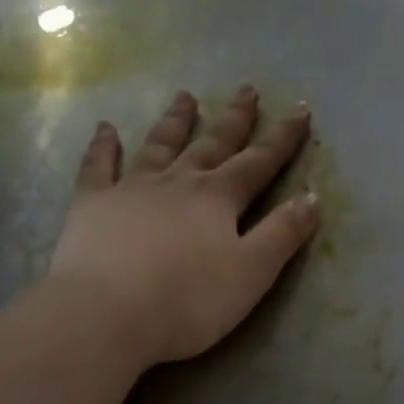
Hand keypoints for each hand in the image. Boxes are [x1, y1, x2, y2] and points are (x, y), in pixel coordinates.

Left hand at [49, 87, 319, 367]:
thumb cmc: (188, 301)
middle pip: (211, 144)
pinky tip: (105, 129)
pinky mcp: (92, 205)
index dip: (282, 138)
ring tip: (185, 96)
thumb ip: (283, 234)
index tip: (299, 110)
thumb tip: (312, 196)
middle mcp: (178, 182)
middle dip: (233, 118)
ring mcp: (131, 189)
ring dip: (175, 121)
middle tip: (246, 89)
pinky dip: (102, 147)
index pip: (259, 162)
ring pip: (158, 145)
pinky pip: (97, 167)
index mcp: (218, 198)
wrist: (106, 314)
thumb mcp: (252, 273)